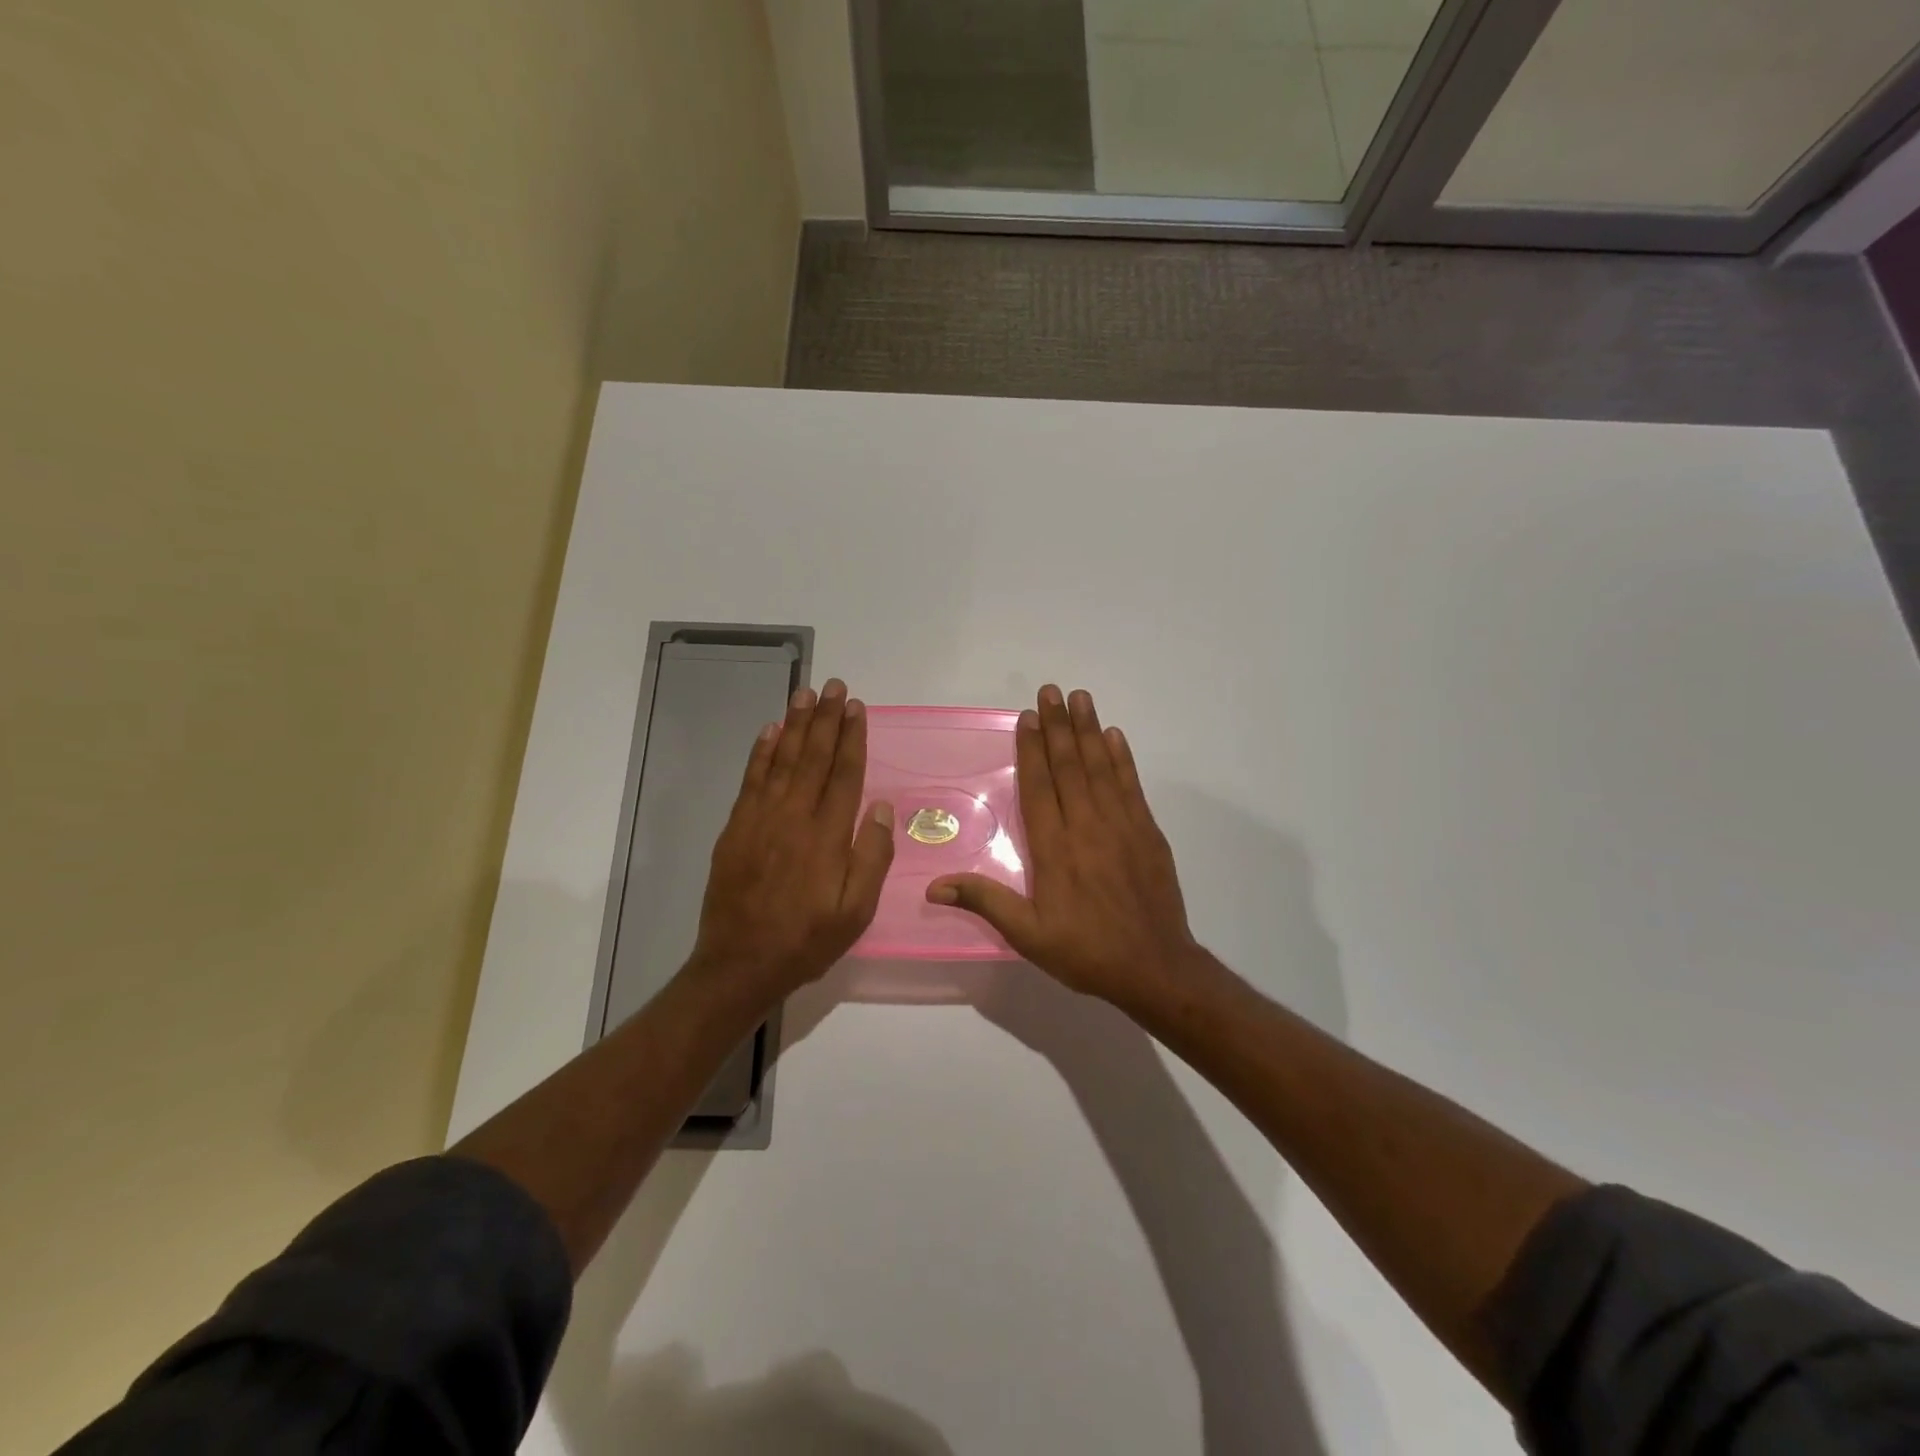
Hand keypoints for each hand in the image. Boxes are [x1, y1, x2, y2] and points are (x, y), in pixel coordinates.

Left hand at [690, 678, 894, 1000]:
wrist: (739, 964)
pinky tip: (770, 732)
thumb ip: (871, 857)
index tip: (857, 708)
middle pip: (814, 757)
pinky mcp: (736, 828)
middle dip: (826, 719)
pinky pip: (751, 779)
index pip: (844, 774)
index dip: (852, 738)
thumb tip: (879, 807)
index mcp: (827, 836)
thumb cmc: (806, 939)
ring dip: (795, 724)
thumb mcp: (855, 911)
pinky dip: (761, 752)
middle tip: (834, 686)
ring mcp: (760, 819)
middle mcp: (794, 817)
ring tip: (805, 694)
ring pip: (782, 760)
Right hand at [928, 685, 1200, 1006]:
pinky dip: (1122, 759)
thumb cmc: (1086, 951)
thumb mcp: (1028, 935)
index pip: (1039, 787)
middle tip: (1051, 690)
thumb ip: (985, 902)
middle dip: (1059, 726)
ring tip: (1081, 698)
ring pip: (1101, 768)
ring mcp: (1122, 826)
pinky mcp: (1148, 832)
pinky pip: (1131, 786)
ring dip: (1089, 731)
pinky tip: (1115, 736)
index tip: (1028, 716)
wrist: (1155, 968)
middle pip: (1069, 766)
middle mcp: (1087, 826)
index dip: (1032, 749)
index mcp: (1055, 848)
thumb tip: (934, 885)